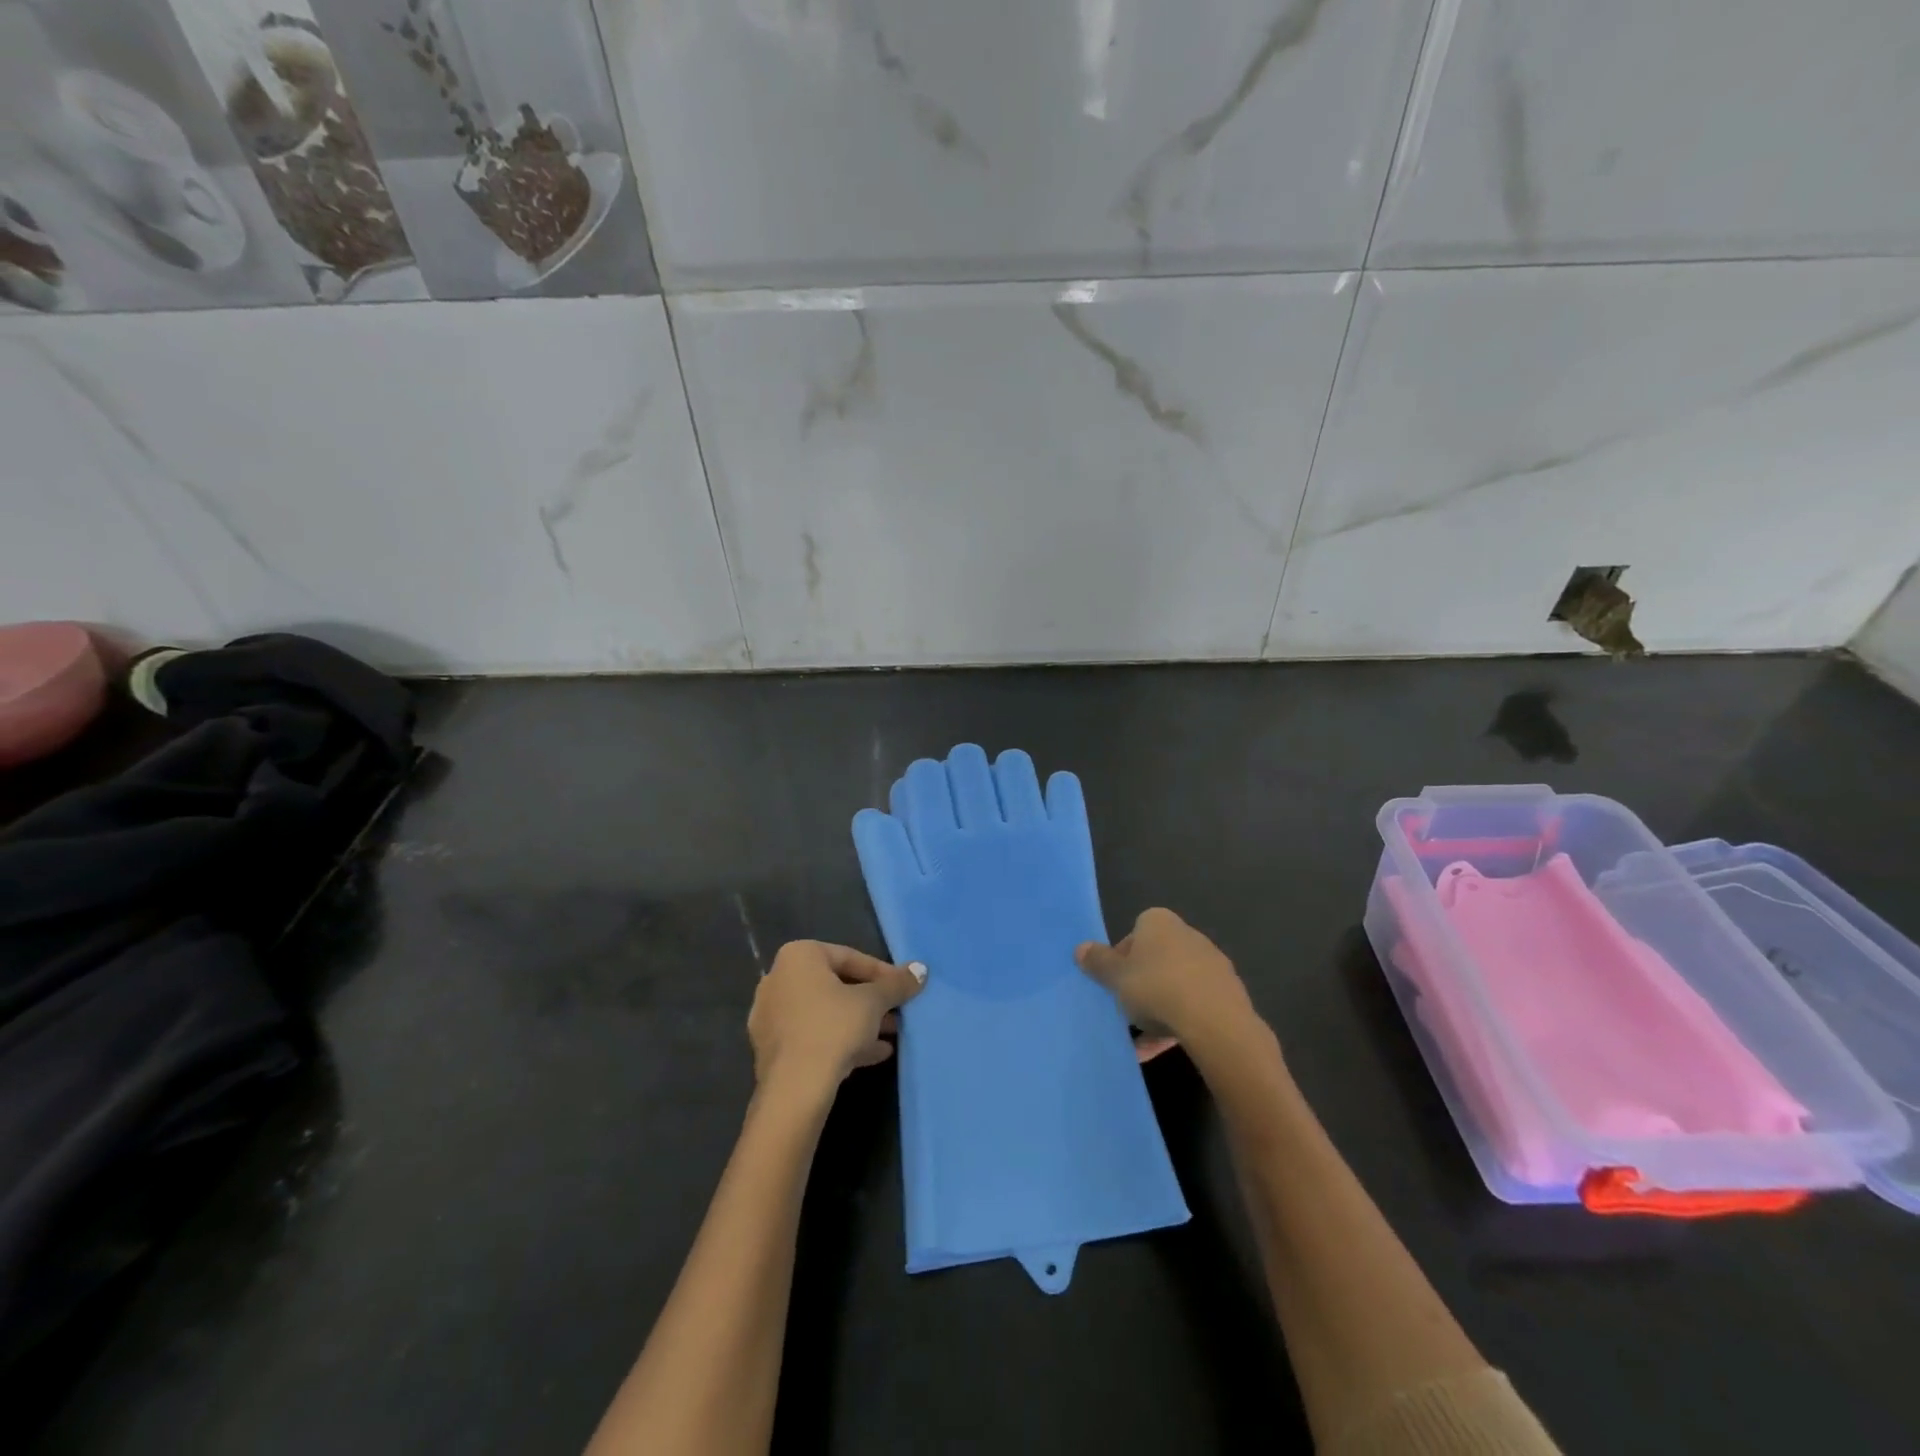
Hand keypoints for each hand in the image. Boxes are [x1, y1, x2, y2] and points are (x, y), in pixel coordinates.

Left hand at [748, 941, 926, 1096]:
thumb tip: (921, 969)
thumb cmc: (833, 1028)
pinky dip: (839, 1039)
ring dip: (858, 1022)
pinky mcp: (770, 1047)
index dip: (883, 974)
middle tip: (897, 1014)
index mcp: (798, 956)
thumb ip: (896, 984)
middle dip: (870, 1001)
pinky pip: (812, 1034)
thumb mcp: (873, 1002)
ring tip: (890, 1037)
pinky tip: (871, 1055)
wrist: (794, 1089)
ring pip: (825, 1012)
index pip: (850, 957)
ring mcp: (770, 1014)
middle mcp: (778, 978)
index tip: (905, 990)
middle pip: (836, 984)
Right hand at [1076, 909, 1261, 1058]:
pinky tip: (1164, 1046)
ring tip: (1143, 1040)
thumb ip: (1098, 962)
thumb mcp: (1116, 977)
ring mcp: (1211, 963)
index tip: (1114, 984)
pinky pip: (1195, 1004)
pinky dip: (1179, 1021)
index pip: (1133, 934)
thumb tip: (1080, 948)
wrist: (1215, 1022)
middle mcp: (1187, 934)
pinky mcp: (1228, 992)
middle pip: (1155, 960)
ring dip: (1159, 1008)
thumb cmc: (1156, 988)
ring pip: (1175, 985)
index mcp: (1158, 922)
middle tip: (1127, 1010)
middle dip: (1141, 985)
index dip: (1120, 960)